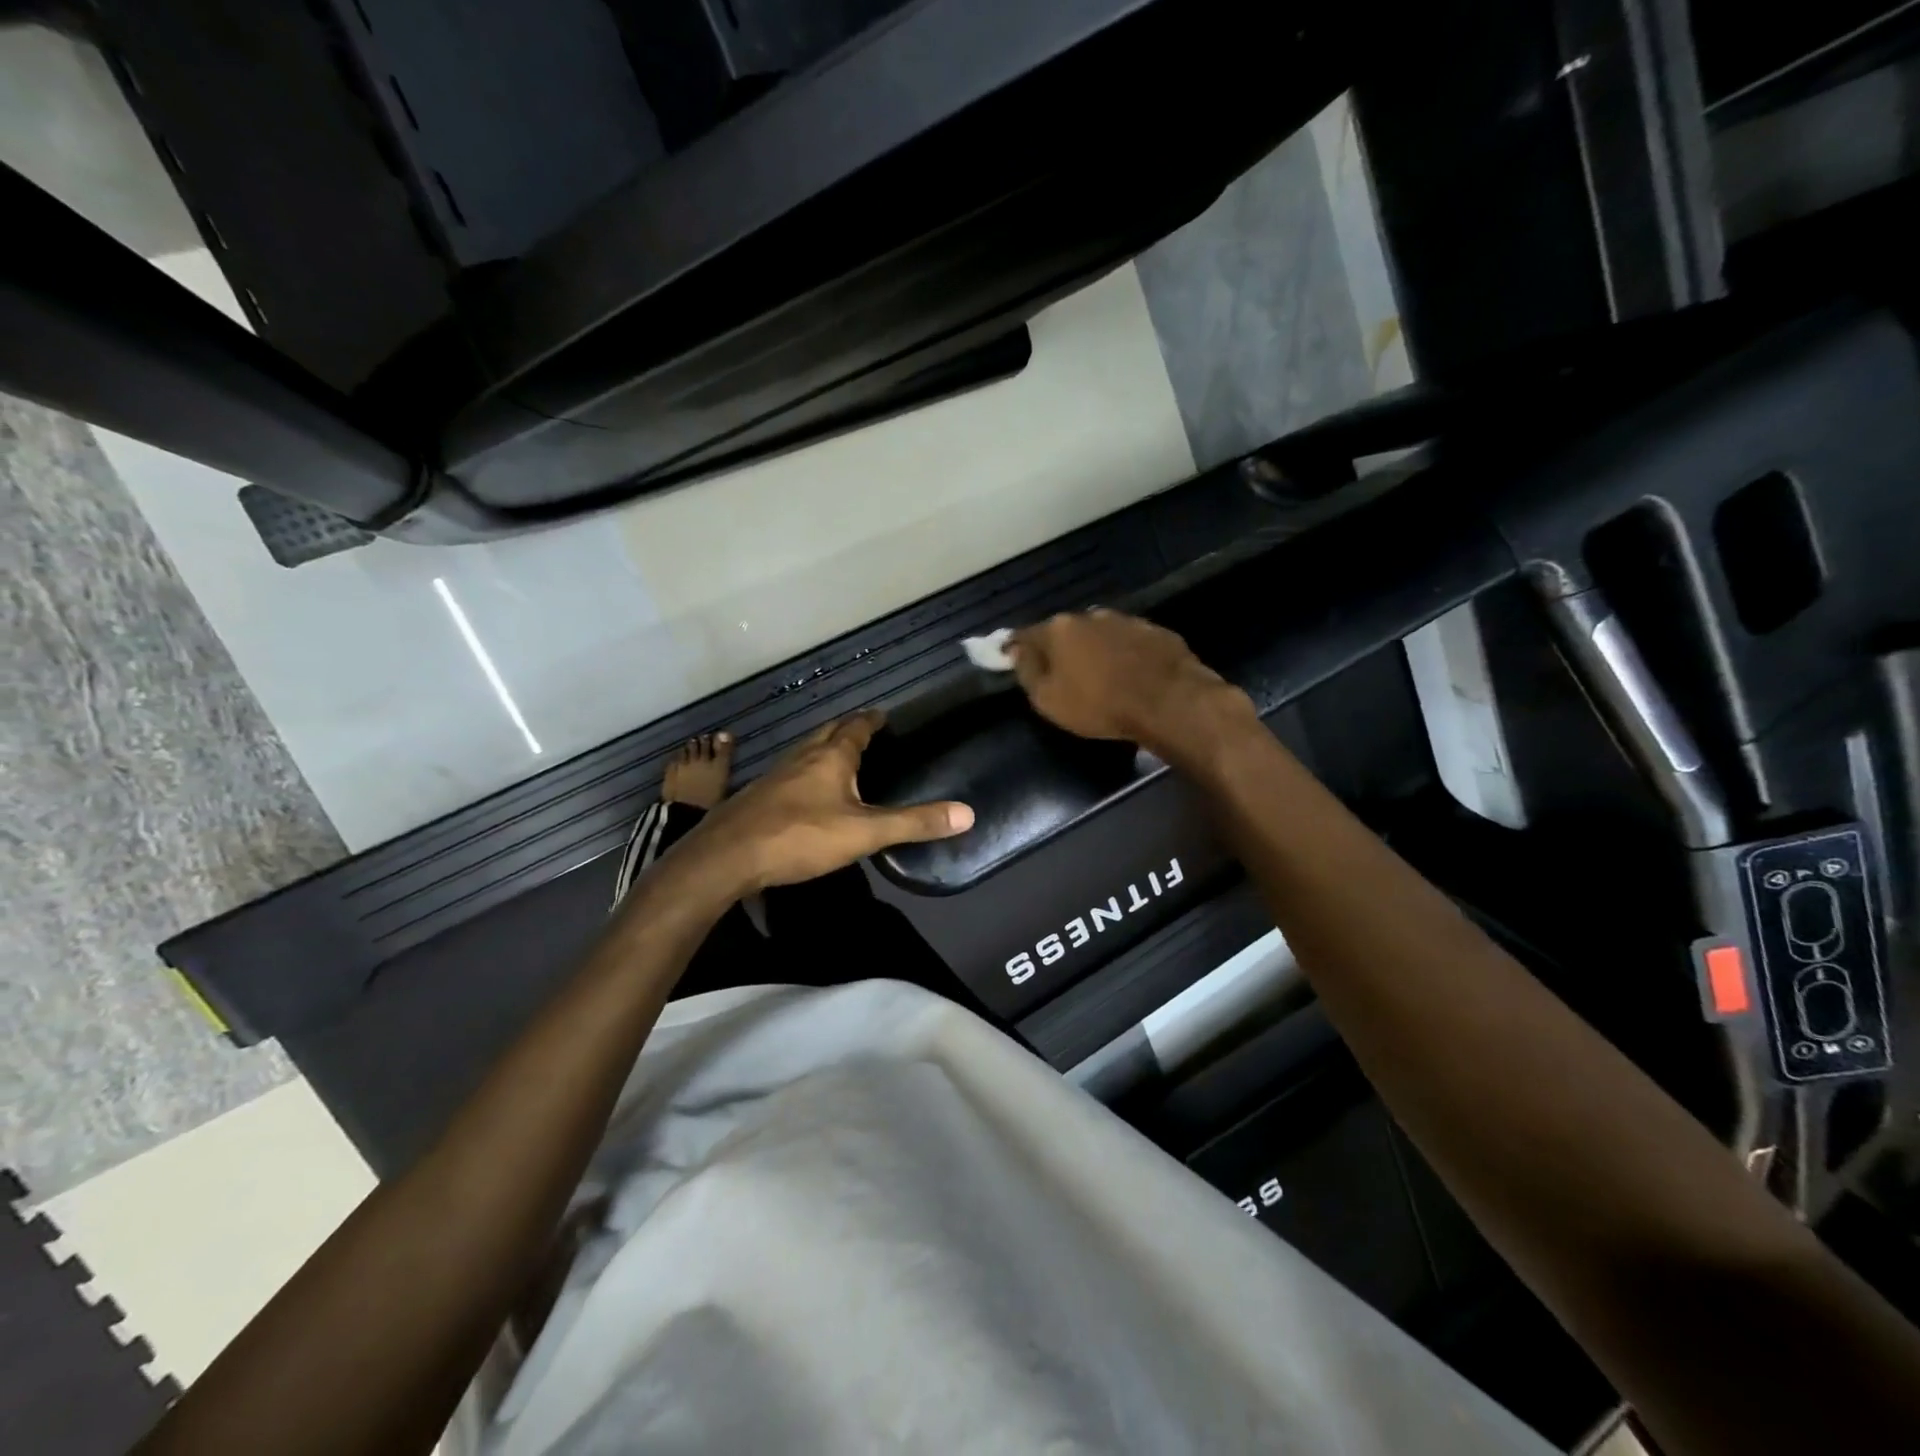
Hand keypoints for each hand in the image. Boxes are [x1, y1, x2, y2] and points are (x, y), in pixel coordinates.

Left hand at [685, 712, 973, 892]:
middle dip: (848, 728)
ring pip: (806, 750)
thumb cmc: (800, 836)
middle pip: (828, 732)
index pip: (856, 726)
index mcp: (831, 756)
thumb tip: (967, 813)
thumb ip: (914, 823)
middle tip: (866, 731)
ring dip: (825, 747)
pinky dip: (807, 770)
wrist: (727, 855)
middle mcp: (803, 756)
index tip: (883, 715)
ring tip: (841, 756)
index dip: (872, 720)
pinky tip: (807, 790)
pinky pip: (791, 771)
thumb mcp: (864, 834)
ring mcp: (777, 774)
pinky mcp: (759, 794)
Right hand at [1009, 609, 1254, 757]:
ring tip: (1101, 677)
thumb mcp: (1049, 700)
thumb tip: (1016, 651)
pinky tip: (1132, 675)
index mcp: (1059, 629)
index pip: (1026, 635)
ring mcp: (1126, 620)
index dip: (1018, 649)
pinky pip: (1130, 642)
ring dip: (1096, 651)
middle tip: (1064, 675)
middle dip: (1061, 649)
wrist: (1169, 701)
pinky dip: (1125, 655)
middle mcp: (1090, 616)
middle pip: (1065, 632)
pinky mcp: (1157, 631)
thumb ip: (1028, 672)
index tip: (1014, 661)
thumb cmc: (1100, 705)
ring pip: (1100, 634)